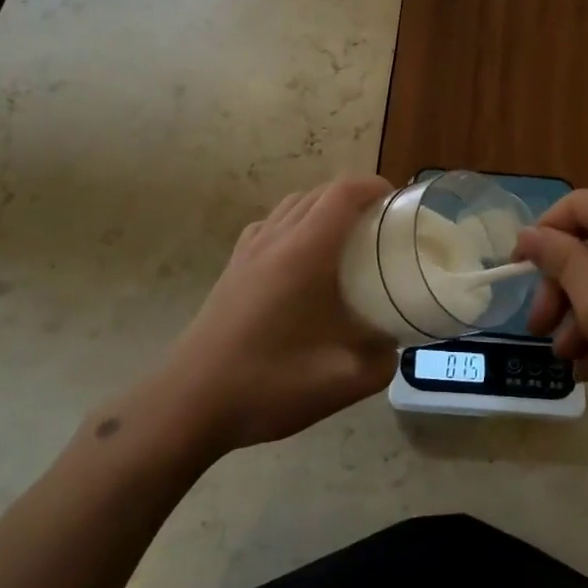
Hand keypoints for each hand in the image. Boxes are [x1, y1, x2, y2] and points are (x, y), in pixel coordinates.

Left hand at [148, 175, 398, 455]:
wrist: (190, 401)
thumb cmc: (269, 384)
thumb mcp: (342, 381)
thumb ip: (381, 360)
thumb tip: (394, 344)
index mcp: (305, 252)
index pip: (342, 194)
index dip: (372, 186)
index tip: (397, 201)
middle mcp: (276, 238)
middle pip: (318, 193)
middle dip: (354, 196)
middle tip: (381, 223)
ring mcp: (249, 250)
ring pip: (292, 205)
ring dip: (323, 207)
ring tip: (347, 236)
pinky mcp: (233, 267)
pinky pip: (271, 225)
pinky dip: (295, 223)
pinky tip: (302, 257)